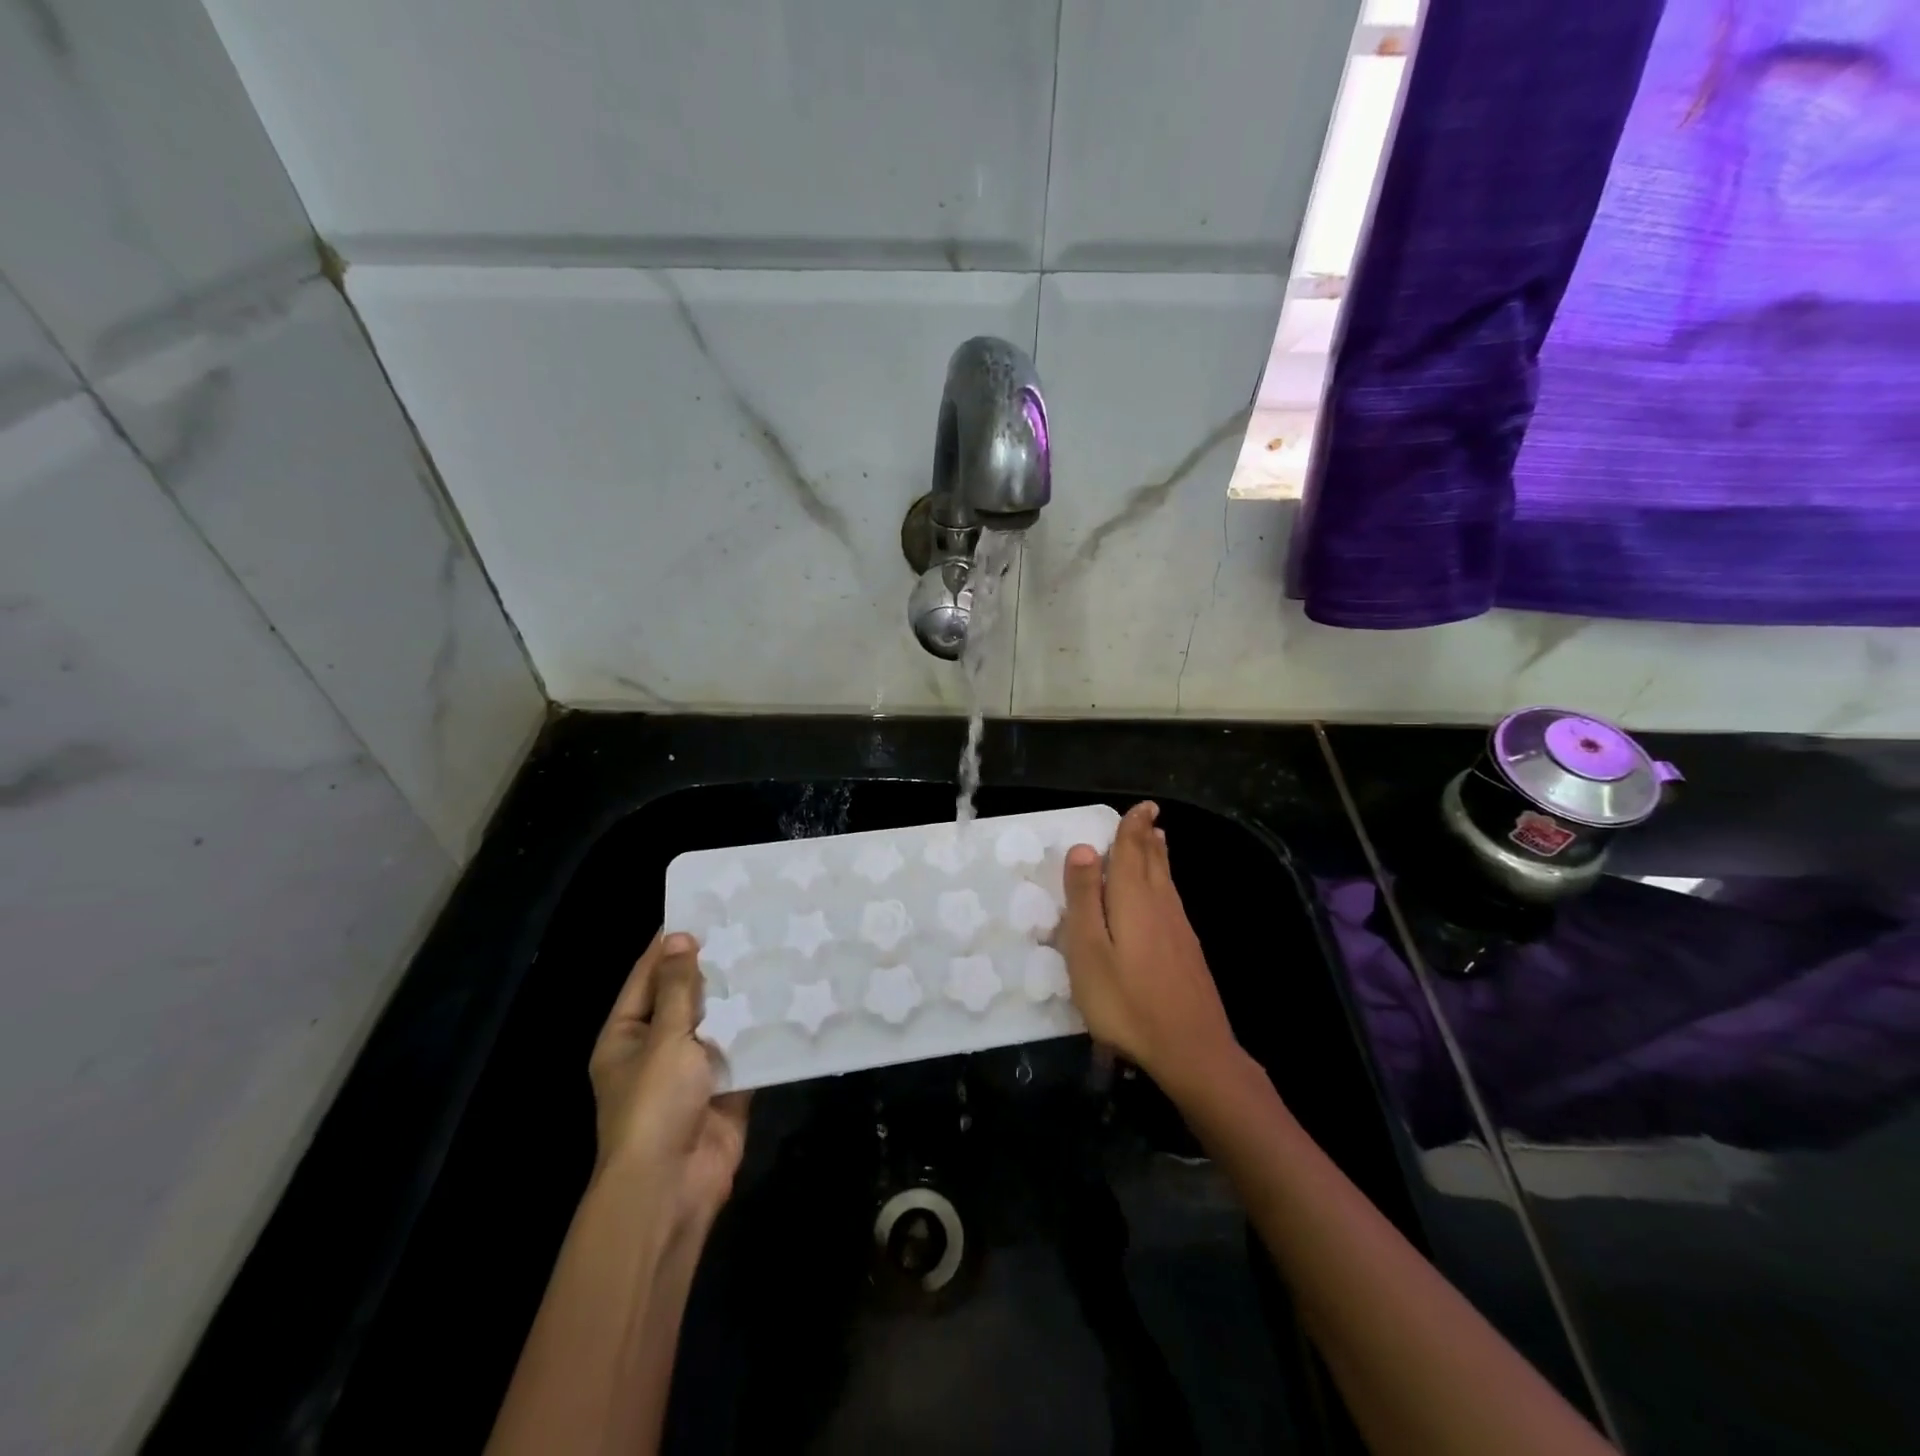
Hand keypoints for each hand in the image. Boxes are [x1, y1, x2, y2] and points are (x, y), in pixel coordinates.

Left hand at [588, 932, 749, 1230]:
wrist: (672, 1186)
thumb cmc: (654, 1106)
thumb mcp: (665, 1038)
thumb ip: (680, 989)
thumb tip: (681, 938)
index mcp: (627, 1035)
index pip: (647, 976)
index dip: (671, 944)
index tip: (703, 909)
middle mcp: (657, 1048)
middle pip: (686, 997)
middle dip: (714, 967)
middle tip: (750, 926)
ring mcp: (693, 1070)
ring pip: (719, 1022)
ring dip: (740, 997)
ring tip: (773, 952)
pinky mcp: (726, 1088)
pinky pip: (743, 1050)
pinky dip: (760, 1030)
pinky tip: (787, 998)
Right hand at [1061, 802, 1240, 1093]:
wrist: (1191, 1050)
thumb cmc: (1126, 1001)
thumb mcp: (1088, 951)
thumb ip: (1084, 899)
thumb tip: (1084, 848)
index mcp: (1133, 899)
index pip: (1133, 851)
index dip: (1133, 827)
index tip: (1141, 806)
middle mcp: (1161, 905)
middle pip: (1153, 861)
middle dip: (1147, 837)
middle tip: (1148, 815)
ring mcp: (1179, 929)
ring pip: (1166, 880)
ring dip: (1158, 856)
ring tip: (1157, 839)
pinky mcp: (1187, 952)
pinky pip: (1172, 900)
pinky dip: (1165, 881)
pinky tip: (1164, 893)